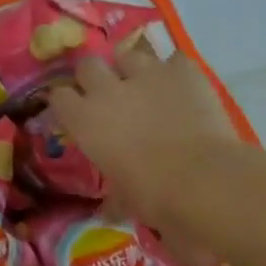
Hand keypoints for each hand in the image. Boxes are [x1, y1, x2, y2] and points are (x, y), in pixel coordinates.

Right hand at [50, 44, 239, 228]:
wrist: (206, 180)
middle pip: (88, 64)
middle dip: (95, 75)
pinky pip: (174, 60)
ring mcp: (146, 74)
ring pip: (128, 55)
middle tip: (108, 93)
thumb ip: (114, 196)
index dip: (68, 103)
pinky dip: (176, 72)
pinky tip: (183, 86)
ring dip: (133, 68)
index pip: (59, 96)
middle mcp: (108, 89)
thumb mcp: (126, 202)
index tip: (76, 112)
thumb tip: (108, 210)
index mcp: (85, 120)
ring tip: (146, 85)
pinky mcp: (183, 70)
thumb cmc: (156, 199)